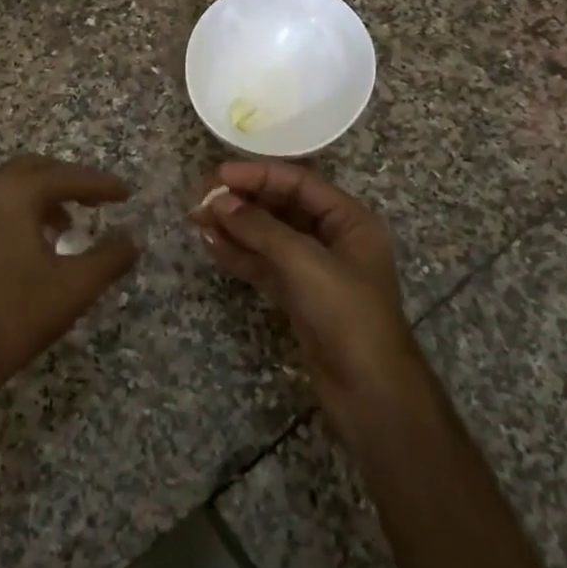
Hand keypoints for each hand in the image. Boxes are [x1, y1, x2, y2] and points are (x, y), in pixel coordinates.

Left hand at [0, 155, 140, 408]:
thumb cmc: (18, 315)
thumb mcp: (76, 286)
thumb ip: (110, 257)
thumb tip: (134, 239)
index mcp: (15, 195)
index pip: (66, 177)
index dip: (100, 184)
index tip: (126, 193)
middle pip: (34, 169)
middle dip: (68, 180)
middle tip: (96, 200)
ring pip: (9, 186)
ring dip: (41, 195)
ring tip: (67, 225)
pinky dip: (19, 210)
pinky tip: (35, 244)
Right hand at [190, 162, 426, 431]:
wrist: (369, 392)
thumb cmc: (346, 315)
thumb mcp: (304, 263)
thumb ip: (260, 228)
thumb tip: (219, 202)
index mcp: (349, 220)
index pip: (299, 183)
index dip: (258, 175)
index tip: (218, 175)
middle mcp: (333, 238)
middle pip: (282, 207)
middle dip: (242, 201)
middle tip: (201, 199)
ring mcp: (314, 269)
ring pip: (269, 237)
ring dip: (235, 227)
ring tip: (197, 219)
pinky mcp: (298, 296)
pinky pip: (265, 265)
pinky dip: (240, 255)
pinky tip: (212, 245)